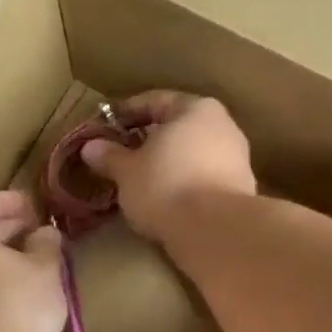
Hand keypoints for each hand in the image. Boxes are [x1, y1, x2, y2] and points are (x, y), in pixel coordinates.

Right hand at [80, 92, 255, 241]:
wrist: (216, 231)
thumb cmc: (166, 187)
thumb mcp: (127, 172)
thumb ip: (109, 156)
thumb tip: (90, 147)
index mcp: (196, 108)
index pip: (156, 100)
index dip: (127, 112)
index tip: (106, 126)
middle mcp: (223, 125)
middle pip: (178, 127)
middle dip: (150, 139)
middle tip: (122, 154)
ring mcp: (237, 158)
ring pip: (192, 153)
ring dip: (168, 163)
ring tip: (142, 181)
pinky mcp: (241, 189)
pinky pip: (204, 177)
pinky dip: (184, 182)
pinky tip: (167, 199)